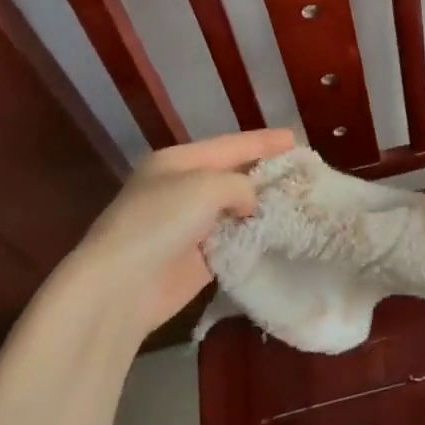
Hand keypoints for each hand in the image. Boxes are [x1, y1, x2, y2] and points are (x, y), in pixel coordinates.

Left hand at [67, 128, 294, 337]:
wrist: (122, 286)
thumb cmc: (161, 221)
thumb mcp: (206, 186)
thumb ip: (240, 185)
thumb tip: (249, 204)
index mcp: (178, 161)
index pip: (230, 145)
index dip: (263, 142)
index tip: (294, 137)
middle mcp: (183, 189)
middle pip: (233, 175)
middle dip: (266, 172)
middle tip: (302, 170)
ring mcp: (189, 225)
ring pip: (236, 209)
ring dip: (264, 206)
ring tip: (301, 200)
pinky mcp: (197, 259)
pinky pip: (234, 241)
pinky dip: (255, 236)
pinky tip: (281, 232)